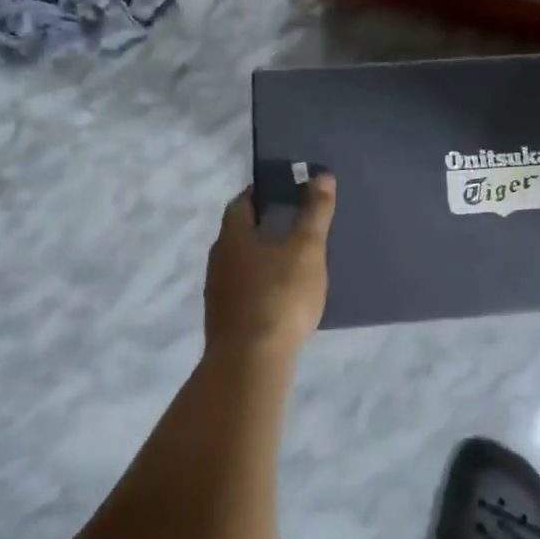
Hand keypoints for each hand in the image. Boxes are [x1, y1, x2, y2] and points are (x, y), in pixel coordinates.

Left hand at [204, 177, 337, 358]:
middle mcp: (218, 259)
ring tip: (294, 261)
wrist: (251, 362)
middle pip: (239, 232)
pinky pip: (244, 290)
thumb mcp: (307, 249)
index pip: (241, 202)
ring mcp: (218, 293)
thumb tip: (321, 176)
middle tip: (296, 224)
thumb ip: (315, 212)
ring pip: (241, 263)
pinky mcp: (224, 320)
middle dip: (264, 225)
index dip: (262, 193)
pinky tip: (282, 297)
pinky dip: (261, 285)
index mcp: (233, 236)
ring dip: (262, 257)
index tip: (286, 191)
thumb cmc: (279, 295)